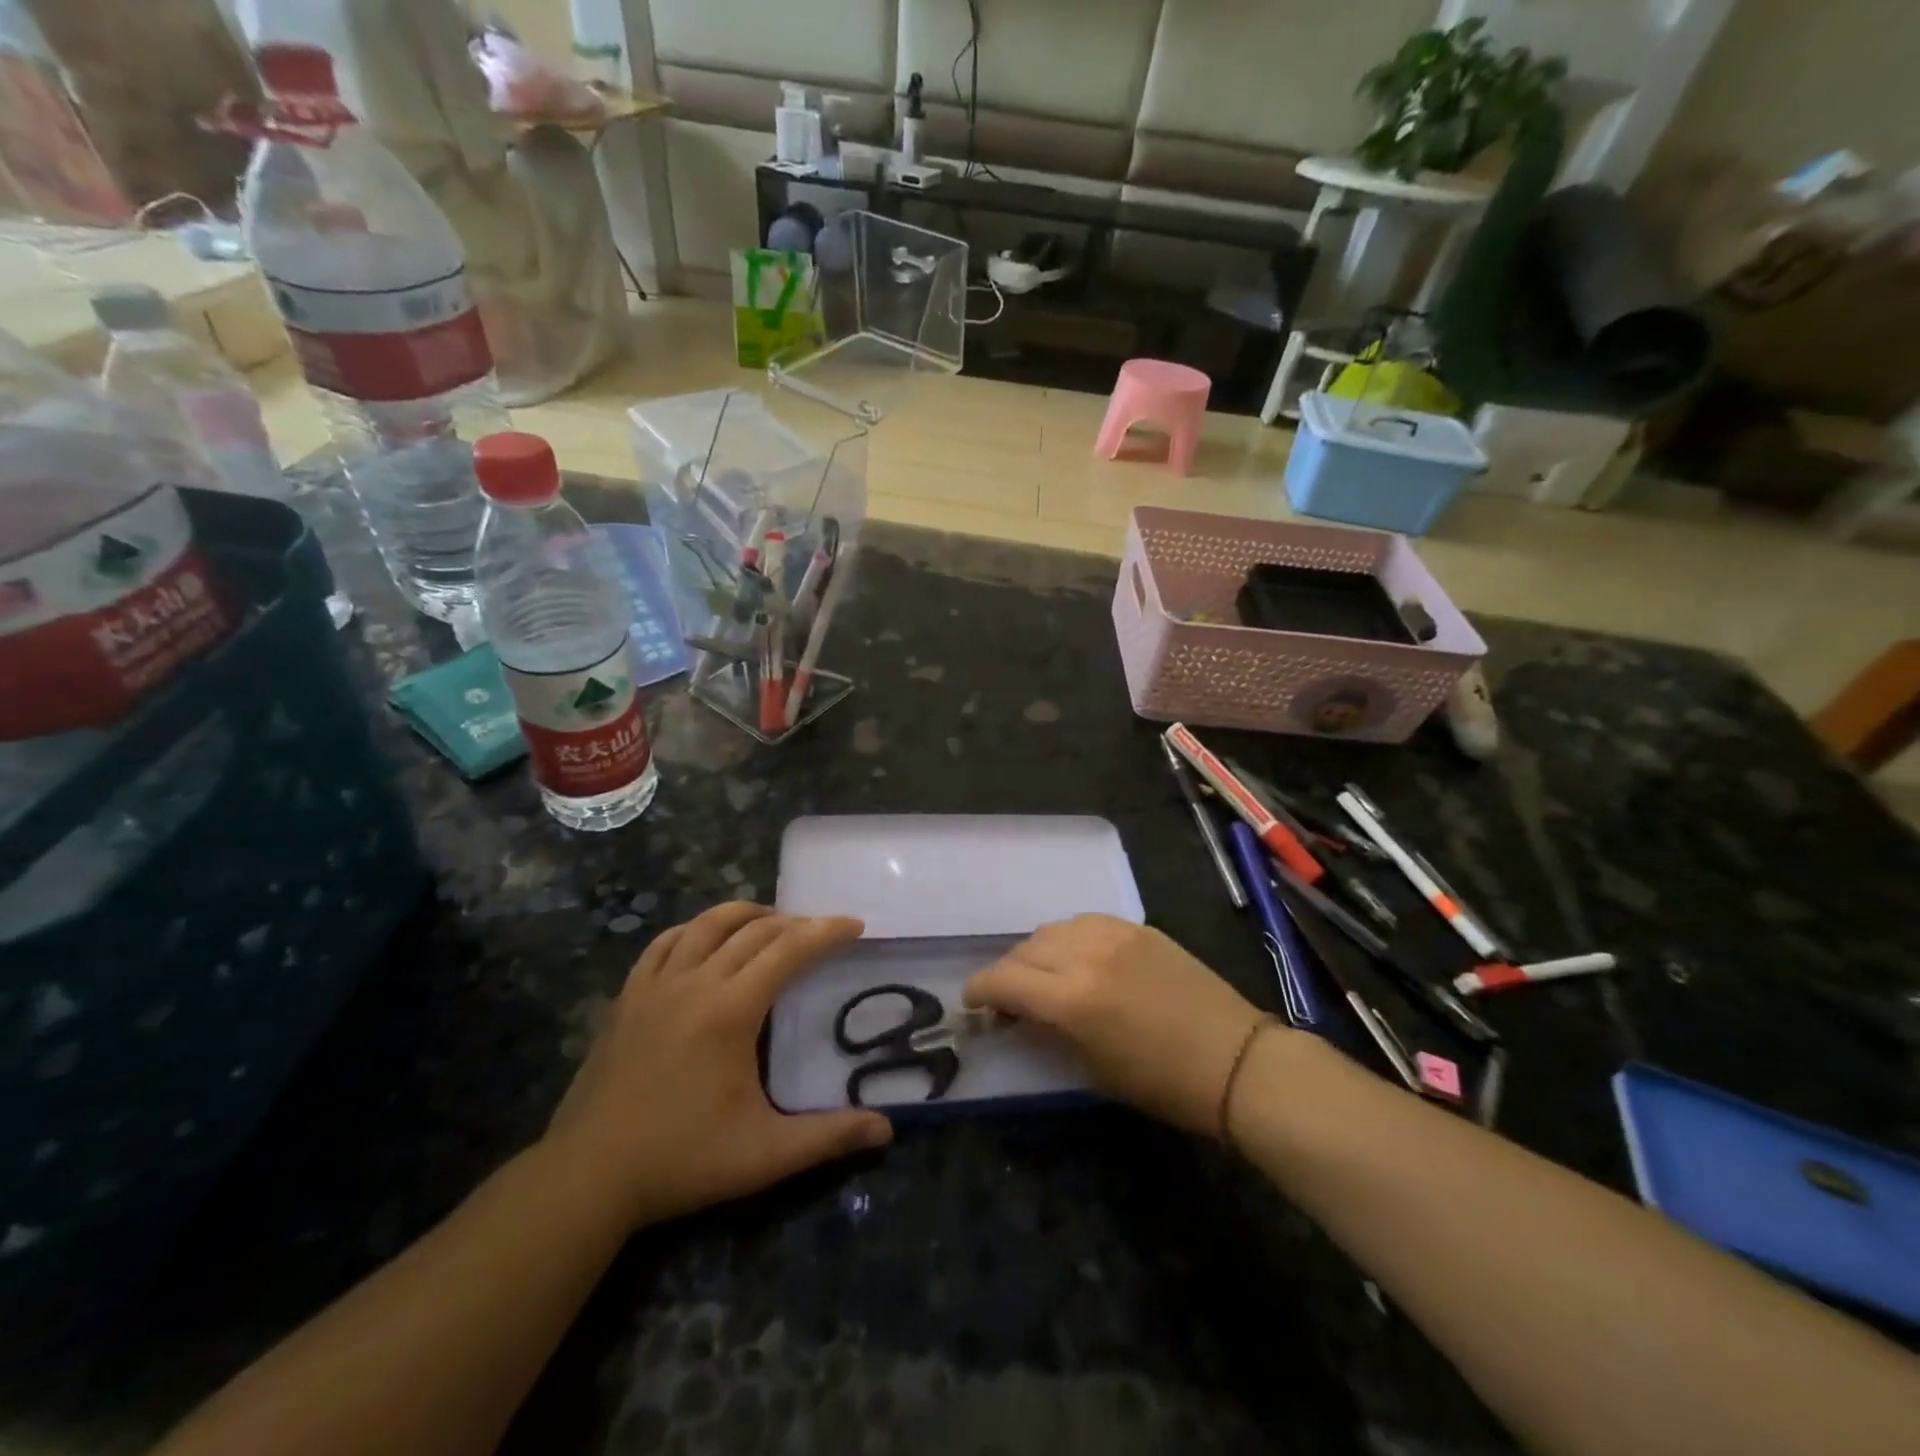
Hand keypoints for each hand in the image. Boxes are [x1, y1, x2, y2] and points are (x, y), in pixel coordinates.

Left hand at [544, 903, 891, 1226]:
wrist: (587, 1176)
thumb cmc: (681, 1160)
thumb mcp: (765, 1155)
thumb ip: (829, 1137)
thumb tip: (887, 1130)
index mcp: (731, 1010)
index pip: (788, 950)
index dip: (825, 932)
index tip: (854, 925)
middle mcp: (694, 983)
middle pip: (753, 931)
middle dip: (794, 923)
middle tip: (822, 931)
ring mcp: (655, 986)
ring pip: (705, 924)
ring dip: (745, 915)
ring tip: (771, 923)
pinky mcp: (627, 998)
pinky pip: (664, 944)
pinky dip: (693, 931)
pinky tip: (703, 940)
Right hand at [964, 915, 1272, 1136]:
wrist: (1235, 1060)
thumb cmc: (1162, 1083)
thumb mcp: (1092, 1068)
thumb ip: (1048, 1032)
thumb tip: (1017, 1016)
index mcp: (1072, 998)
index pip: (1004, 980)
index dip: (980, 991)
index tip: (972, 1003)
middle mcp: (1086, 955)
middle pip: (1025, 949)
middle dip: (1008, 973)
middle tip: (1010, 998)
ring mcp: (1115, 934)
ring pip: (1053, 929)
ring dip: (1037, 952)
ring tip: (1044, 976)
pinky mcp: (1138, 927)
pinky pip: (1086, 922)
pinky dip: (1070, 938)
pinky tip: (1078, 958)